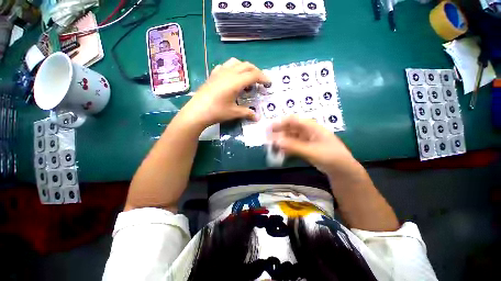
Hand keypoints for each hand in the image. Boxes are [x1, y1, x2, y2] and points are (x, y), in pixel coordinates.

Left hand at [180, 58, 269, 128]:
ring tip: (247, 77)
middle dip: (256, 71)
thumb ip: (247, 113)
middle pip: (246, 65)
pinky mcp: (213, 75)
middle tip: (260, 80)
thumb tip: (257, 117)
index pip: (253, 75)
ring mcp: (219, 72)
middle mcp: (229, 73)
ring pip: (236, 62)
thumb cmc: (217, 112)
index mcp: (236, 82)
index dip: (263, 78)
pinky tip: (232, 76)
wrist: (197, 111)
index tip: (269, 83)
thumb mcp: (234, 113)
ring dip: (245, 67)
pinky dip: (233, 68)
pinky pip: (225, 66)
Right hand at [270, 116, 354, 173]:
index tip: (270, 128)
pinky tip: (280, 151)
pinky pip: (293, 145)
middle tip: (267, 137)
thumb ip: (294, 146)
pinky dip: (286, 147)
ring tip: (271, 145)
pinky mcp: (305, 147)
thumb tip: (277, 141)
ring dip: (281, 140)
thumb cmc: (330, 157)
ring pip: (290, 137)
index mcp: (311, 127)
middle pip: (290, 128)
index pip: (293, 120)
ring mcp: (306, 140)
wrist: (342, 169)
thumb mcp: (312, 151)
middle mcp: (307, 131)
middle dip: (278, 132)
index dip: (280, 122)